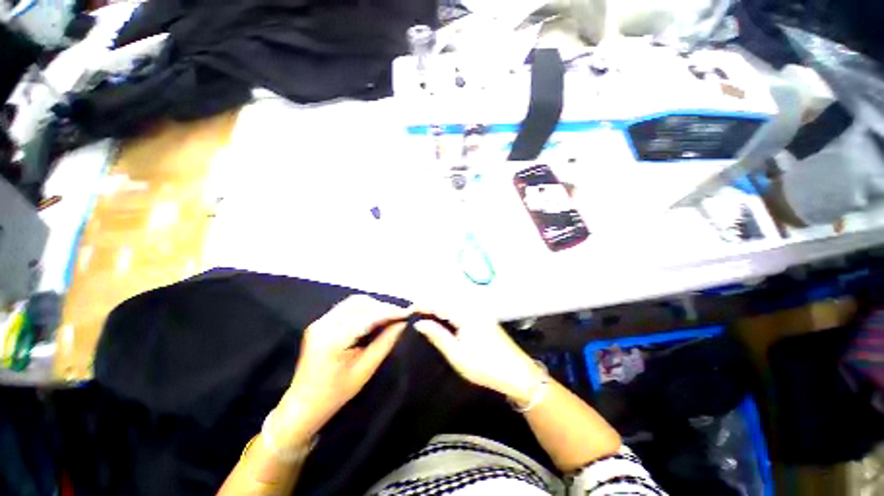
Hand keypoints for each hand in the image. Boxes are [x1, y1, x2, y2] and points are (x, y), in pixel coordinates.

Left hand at [274, 296, 408, 445]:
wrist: (304, 404)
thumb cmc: (336, 393)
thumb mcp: (365, 370)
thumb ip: (385, 343)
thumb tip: (402, 323)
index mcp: (334, 339)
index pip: (368, 316)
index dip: (390, 312)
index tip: (408, 312)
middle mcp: (325, 324)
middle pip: (360, 303)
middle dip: (383, 307)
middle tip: (400, 316)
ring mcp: (320, 321)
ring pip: (354, 302)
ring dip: (374, 306)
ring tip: (389, 316)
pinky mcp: (321, 322)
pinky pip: (347, 307)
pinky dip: (363, 309)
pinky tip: (374, 317)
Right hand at [414, 307, 544, 404]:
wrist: (517, 373)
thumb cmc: (485, 366)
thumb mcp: (457, 355)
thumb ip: (438, 336)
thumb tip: (420, 323)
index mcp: (465, 315)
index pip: (439, 304)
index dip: (423, 305)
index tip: (408, 310)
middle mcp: (472, 308)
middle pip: (446, 300)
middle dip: (430, 304)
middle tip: (414, 313)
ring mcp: (479, 311)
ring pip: (453, 303)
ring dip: (439, 307)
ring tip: (425, 316)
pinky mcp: (482, 317)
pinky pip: (461, 308)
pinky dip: (449, 311)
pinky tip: (443, 319)